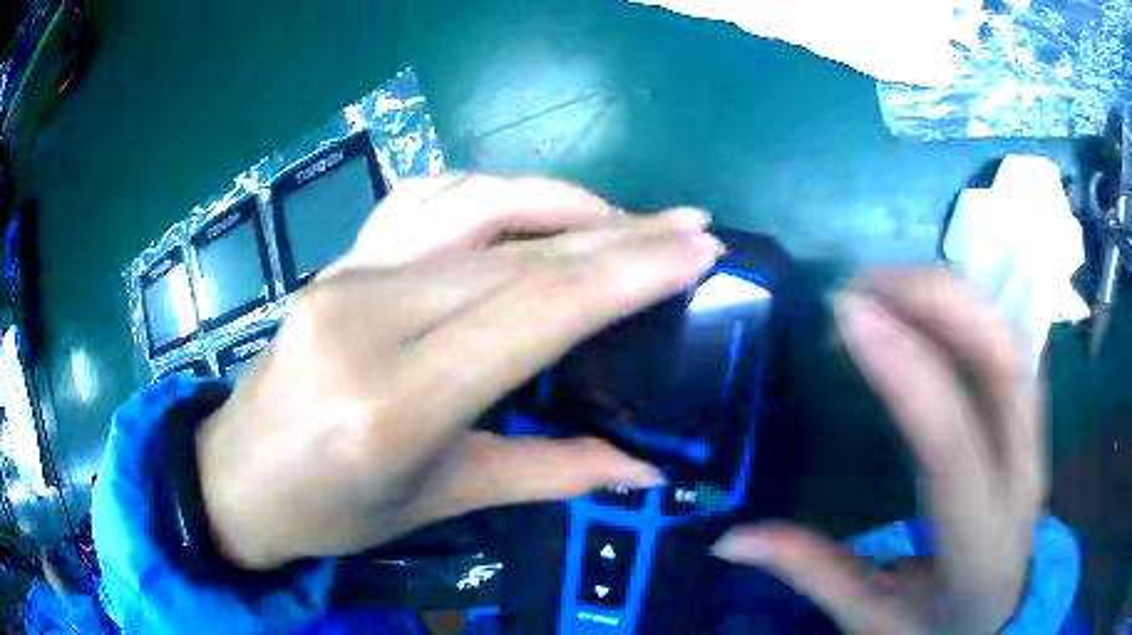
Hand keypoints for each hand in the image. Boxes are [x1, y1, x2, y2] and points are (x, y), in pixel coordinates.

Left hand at [196, 175, 723, 569]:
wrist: (238, 477)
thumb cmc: (332, 512)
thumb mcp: (443, 502)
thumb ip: (551, 474)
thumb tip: (645, 468)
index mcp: (398, 399)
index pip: (537, 308)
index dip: (631, 271)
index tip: (700, 252)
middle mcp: (370, 316)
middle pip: (519, 251)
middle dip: (621, 232)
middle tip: (690, 226)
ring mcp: (348, 273)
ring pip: (475, 204)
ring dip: (561, 198)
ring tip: (622, 216)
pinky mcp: (337, 259)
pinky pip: (424, 199)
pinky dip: (490, 191)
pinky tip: (526, 206)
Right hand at [712, 270, 1044, 633]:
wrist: (996, 619)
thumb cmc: (936, 628)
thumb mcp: (870, 620)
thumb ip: (812, 575)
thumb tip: (730, 538)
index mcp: (979, 544)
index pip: (952, 444)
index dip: (905, 369)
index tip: (848, 314)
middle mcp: (1023, 480)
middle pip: (1005, 363)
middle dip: (940, 303)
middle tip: (865, 285)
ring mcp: (1037, 442)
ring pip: (1012, 341)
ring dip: (954, 297)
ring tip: (888, 285)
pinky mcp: (1033, 423)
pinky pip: (1012, 344)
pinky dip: (971, 310)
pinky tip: (929, 303)